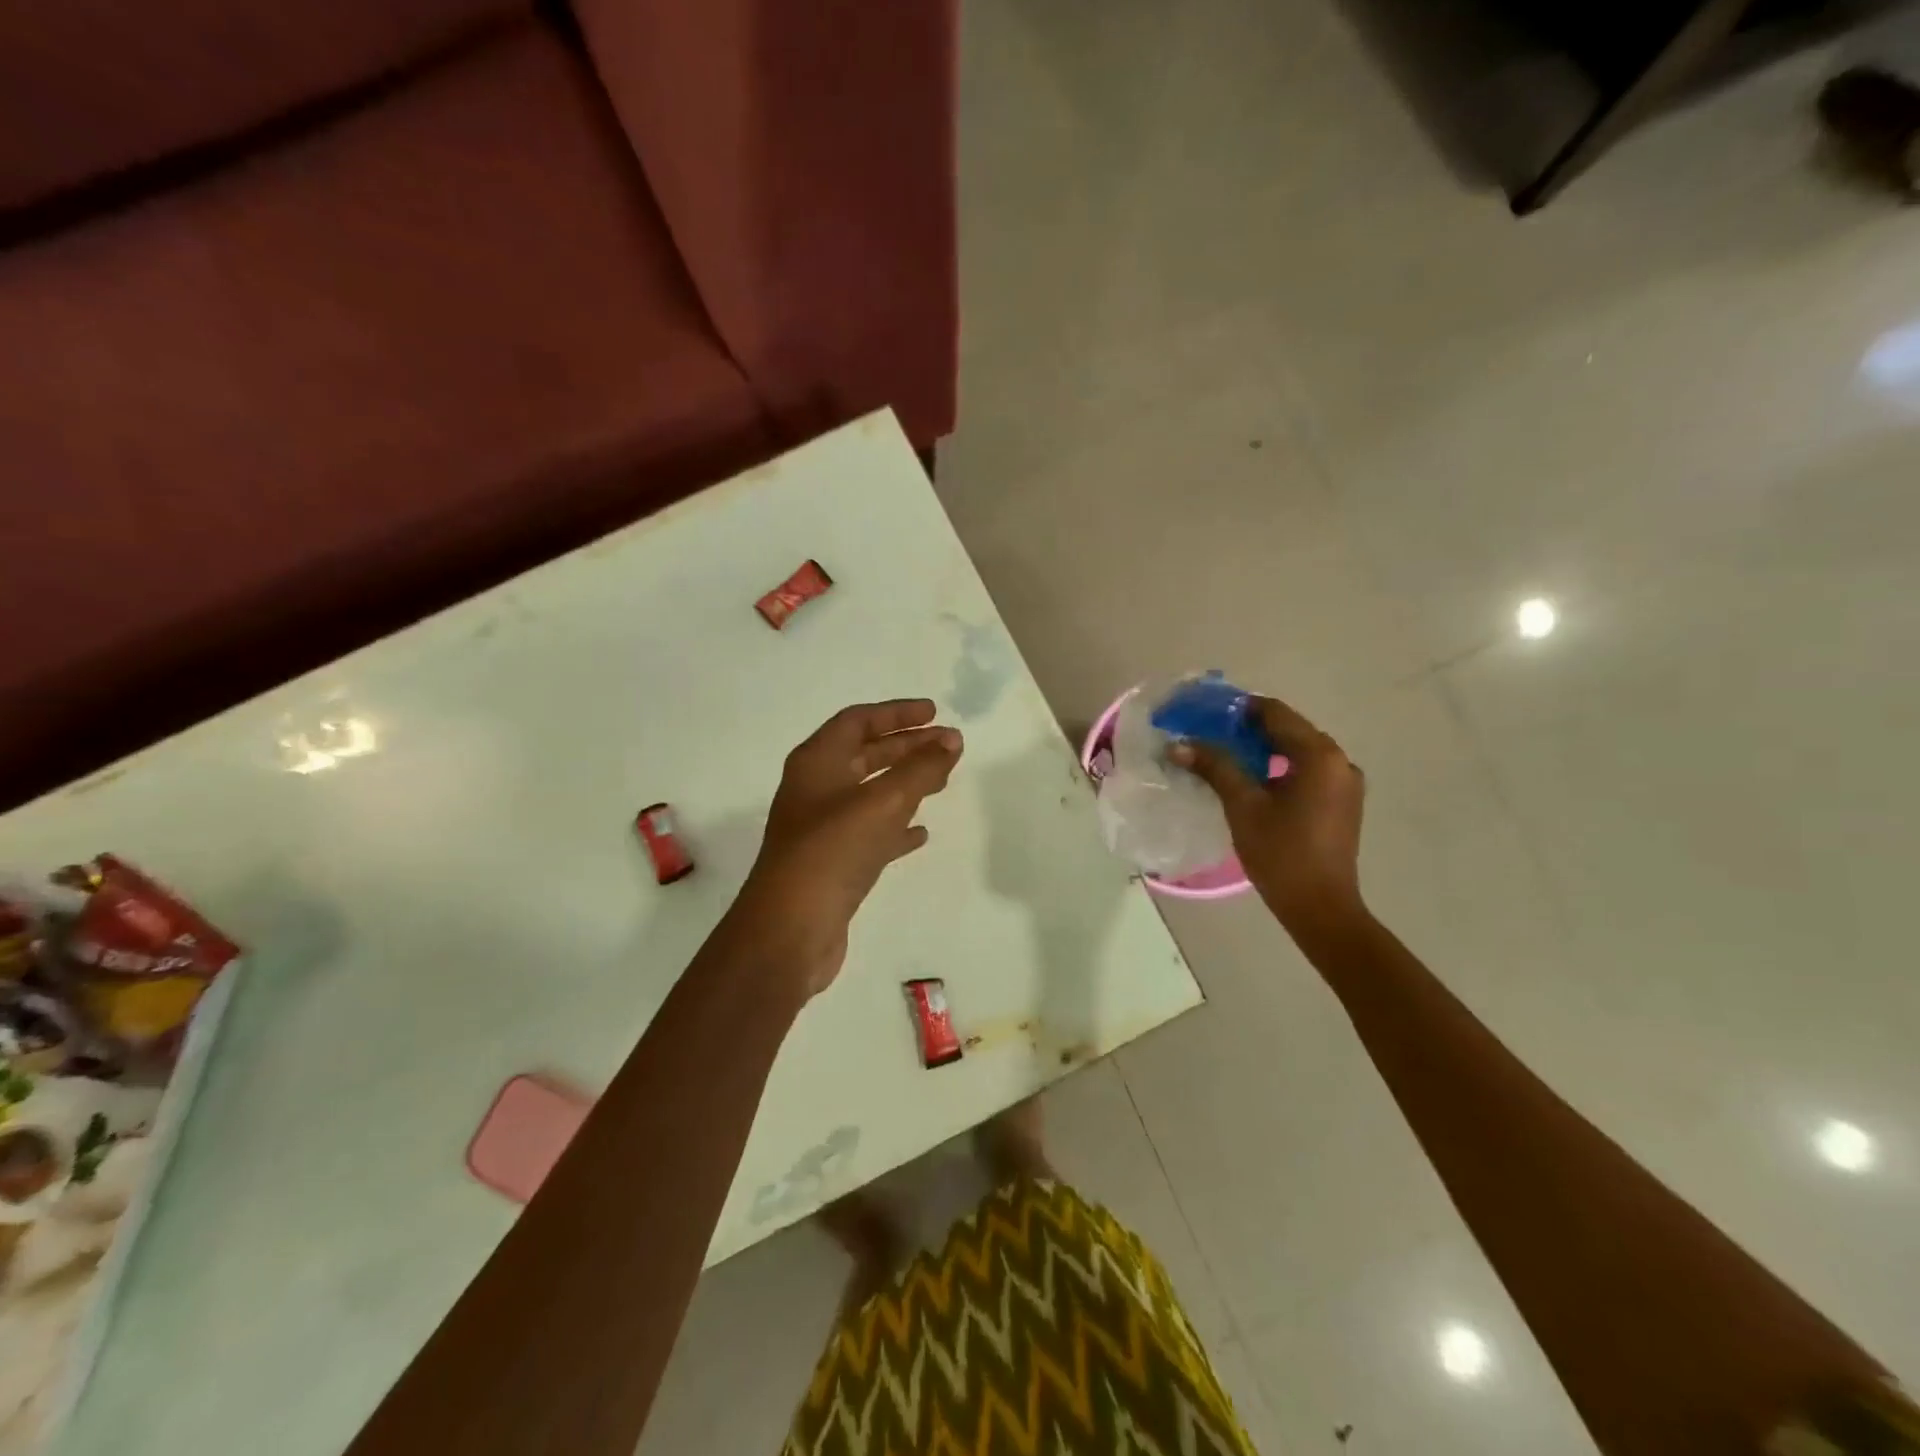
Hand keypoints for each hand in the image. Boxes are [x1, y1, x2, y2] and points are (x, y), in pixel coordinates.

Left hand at [733, 700, 962, 996]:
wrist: (790, 930)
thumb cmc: (832, 852)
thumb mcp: (882, 803)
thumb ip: (920, 768)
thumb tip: (952, 739)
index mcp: (816, 763)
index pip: (858, 721)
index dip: (897, 714)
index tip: (935, 714)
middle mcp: (815, 789)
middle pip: (865, 755)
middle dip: (907, 747)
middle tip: (948, 746)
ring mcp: (821, 828)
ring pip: (870, 794)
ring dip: (905, 784)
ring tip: (943, 782)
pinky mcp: (832, 863)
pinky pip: (870, 833)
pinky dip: (896, 827)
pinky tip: (921, 833)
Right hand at [1172, 697, 1367, 941]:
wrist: (1320, 907)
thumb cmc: (1280, 853)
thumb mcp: (1242, 805)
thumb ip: (1214, 767)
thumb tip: (1179, 744)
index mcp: (1319, 755)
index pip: (1275, 713)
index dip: (1238, 708)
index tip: (1206, 713)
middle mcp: (1339, 760)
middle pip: (1288, 729)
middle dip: (1248, 729)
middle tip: (1209, 734)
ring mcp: (1344, 782)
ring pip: (1298, 751)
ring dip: (1263, 748)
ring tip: (1225, 756)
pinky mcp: (1342, 802)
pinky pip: (1307, 771)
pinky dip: (1279, 767)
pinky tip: (1253, 780)